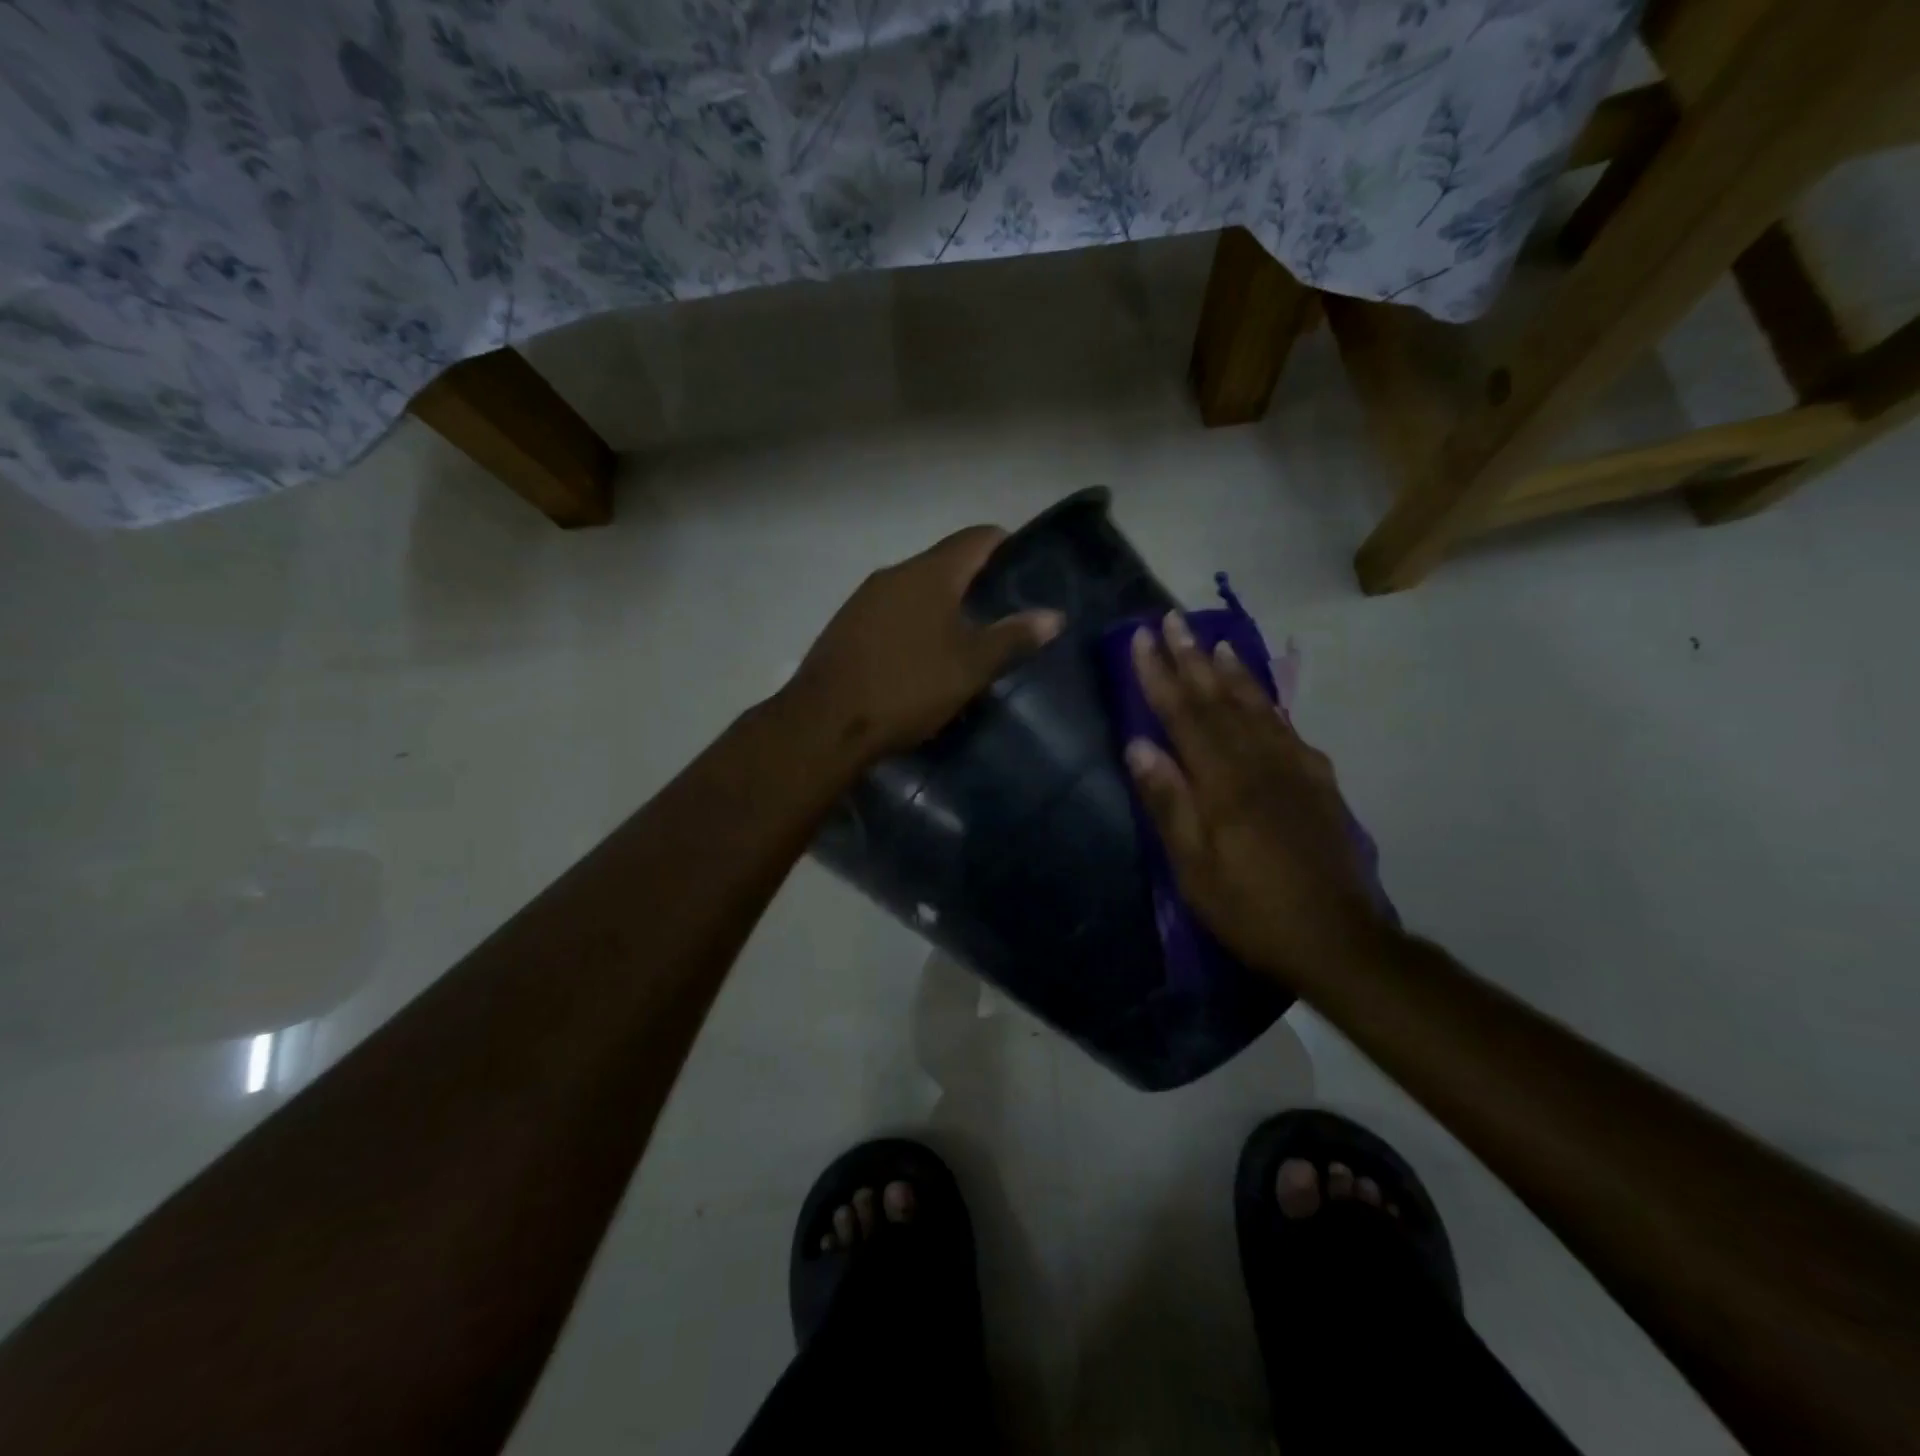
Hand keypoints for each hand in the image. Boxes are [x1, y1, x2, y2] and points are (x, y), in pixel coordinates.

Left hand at [786, 526, 1063, 761]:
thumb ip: (1012, 638)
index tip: (1027, 570)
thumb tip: (1053, 615)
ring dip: (943, 604)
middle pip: (945, 562)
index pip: (977, 537)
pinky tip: (922, 655)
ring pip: (916, 589)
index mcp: (929, 573)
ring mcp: (865, 598)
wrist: (825, 723)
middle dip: (976, 582)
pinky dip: (915, 622)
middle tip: (1004, 613)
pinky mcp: (846, 625)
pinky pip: (892, 611)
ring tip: (967, 637)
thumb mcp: (970, 668)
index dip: (1006, 546)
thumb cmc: (907, 688)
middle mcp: (895, 573)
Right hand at [1125, 611, 1389, 985]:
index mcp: (1225, 783)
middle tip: (1173, 619)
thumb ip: (1169, 803)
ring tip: (1215, 642)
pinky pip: (1288, 728)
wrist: (1338, 939)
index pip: (1185, 715)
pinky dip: (1269, 703)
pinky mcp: (1319, 783)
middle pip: (1220, 700)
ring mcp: (1296, 769)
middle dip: (1192, 658)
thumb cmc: (1252, 908)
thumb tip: (1139, 745)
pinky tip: (1264, 696)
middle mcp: (1261, 762)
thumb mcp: (1195, 868)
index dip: (1160, 675)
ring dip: (1233, 671)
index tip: (1141, 638)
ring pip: (1258, 707)